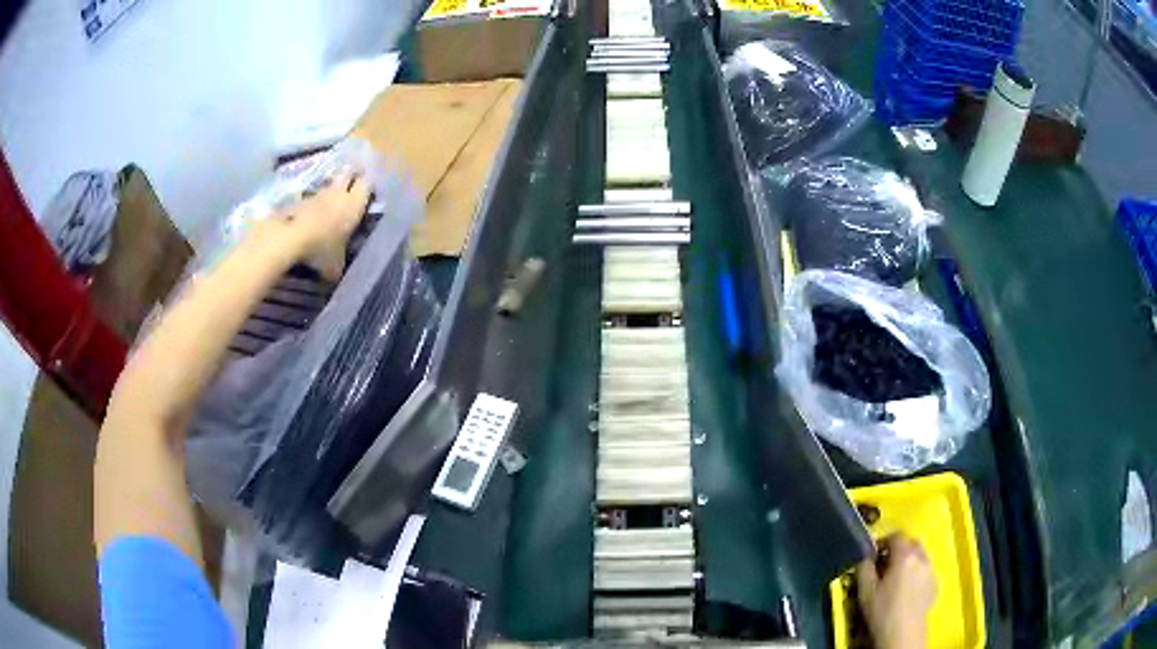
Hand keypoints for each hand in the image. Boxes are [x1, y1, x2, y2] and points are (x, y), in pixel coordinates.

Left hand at [257, 171, 371, 280]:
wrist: (290, 239)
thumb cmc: (321, 249)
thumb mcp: (335, 266)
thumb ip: (339, 266)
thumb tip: (336, 274)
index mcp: (354, 205)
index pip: (367, 184)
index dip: (368, 186)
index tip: (369, 192)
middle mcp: (338, 194)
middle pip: (348, 175)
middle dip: (350, 178)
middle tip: (352, 186)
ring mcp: (317, 194)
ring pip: (328, 186)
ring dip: (330, 192)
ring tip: (330, 204)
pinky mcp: (300, 200)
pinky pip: (311, 199)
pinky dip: (312, 205)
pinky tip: (310, 218)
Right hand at [857, 533, 936, 648]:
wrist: (902, 632)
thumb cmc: (882, 610)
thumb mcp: (865, 590)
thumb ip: (864, 568)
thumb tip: (865, 557)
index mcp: (905, 556)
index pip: (897, 535)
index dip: (884, 540)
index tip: (874, 551)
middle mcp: (922, 558)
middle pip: (912, 543)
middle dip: (899, 548)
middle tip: (885, 562)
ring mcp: (931, 571)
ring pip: (921, 556)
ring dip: (909, 560)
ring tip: (896, 576)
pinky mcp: (935, 584)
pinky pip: (925, 571)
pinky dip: (916, 573)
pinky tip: (907, 589)